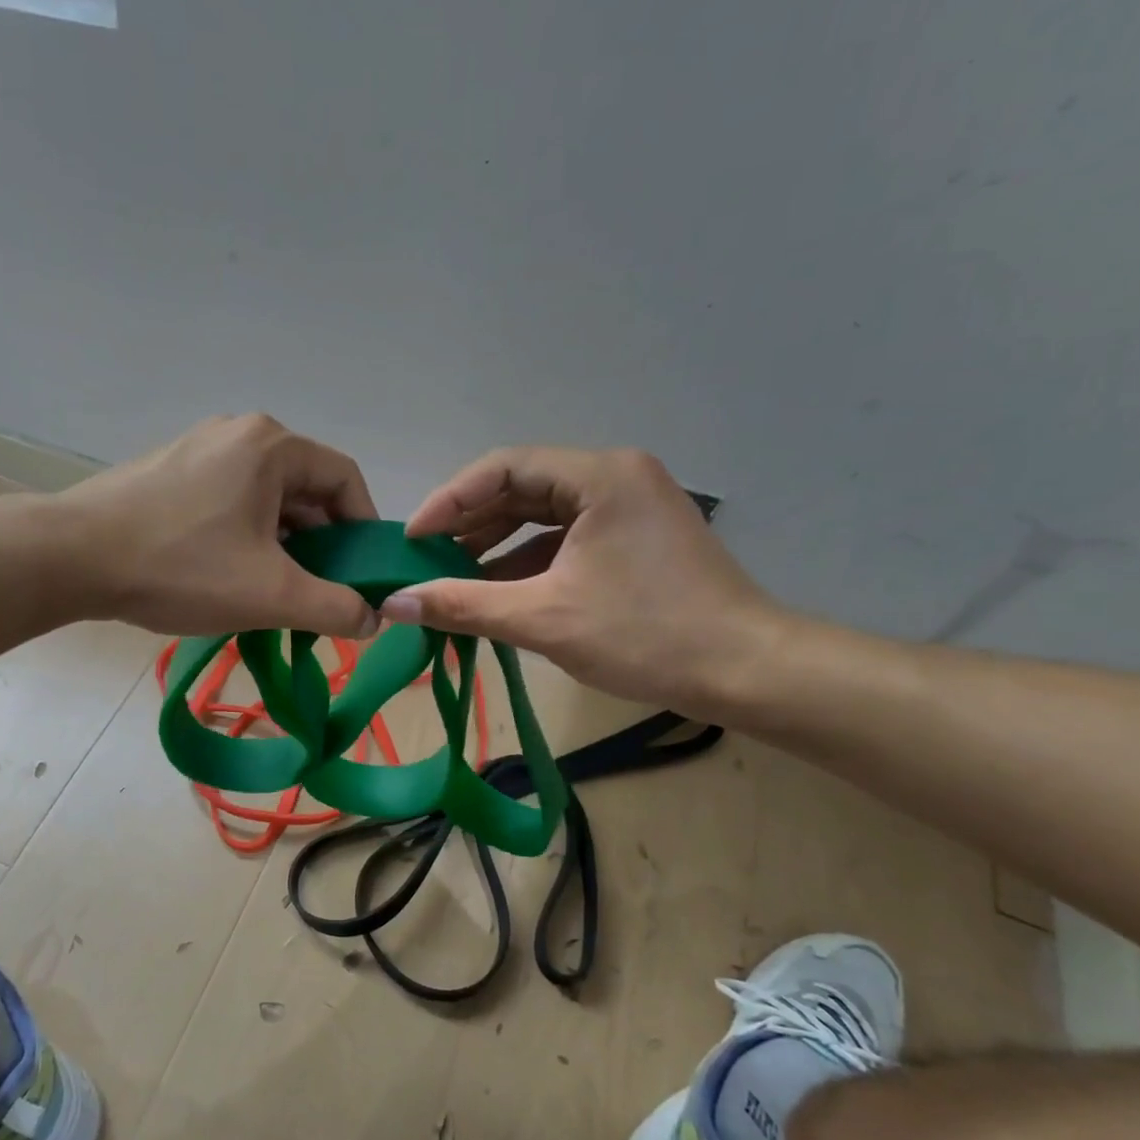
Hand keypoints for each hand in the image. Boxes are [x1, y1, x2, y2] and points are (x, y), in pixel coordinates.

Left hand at [57, 414, 380, 637]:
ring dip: (284, 545)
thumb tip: (374, 618)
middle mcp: (239, 434)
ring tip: (276, 592)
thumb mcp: (270, 594)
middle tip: (320, 592)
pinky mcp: (170, 472)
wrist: (69, 558)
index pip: (345, 479)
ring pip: (266, 499)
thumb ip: (334, 607)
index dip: (363, 529)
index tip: (362, 574)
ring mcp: (199, 449)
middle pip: (306, 489)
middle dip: (321, 544)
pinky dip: (247, 537)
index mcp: (271, 446)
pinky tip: (232, 576)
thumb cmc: (180, 567)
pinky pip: (230, 501)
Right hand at [382, 447, 789, 717]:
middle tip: (425, 559)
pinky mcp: (636, 537)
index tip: (410, 540)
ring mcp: (630, 506)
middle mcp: (616, 476)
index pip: (502, 468)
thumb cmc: (646, 636)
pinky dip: (529, 561)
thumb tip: (392, 603)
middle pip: (522, 488)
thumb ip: (463, 605)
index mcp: (599, 475)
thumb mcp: (543, 619)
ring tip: (452, 578)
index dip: (448, 501)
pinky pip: (567, 537)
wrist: (747, 671)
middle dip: (470, 524)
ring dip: (496, 545)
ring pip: (544, 514)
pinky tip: (499, 591)